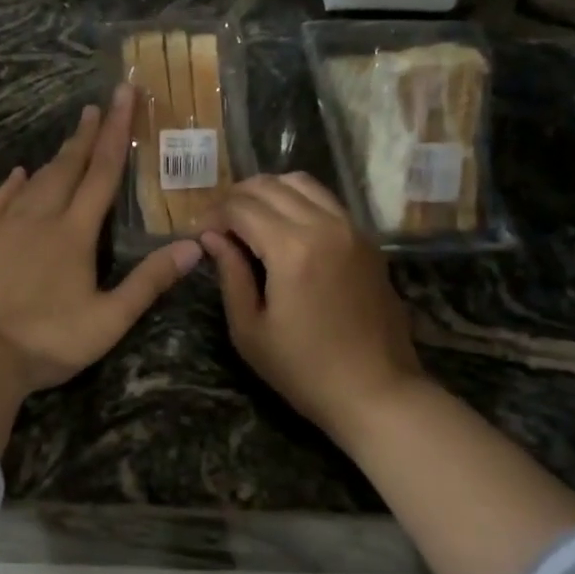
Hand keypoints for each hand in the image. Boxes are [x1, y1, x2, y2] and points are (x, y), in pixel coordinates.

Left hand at [0, 84, 203, 392]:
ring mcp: (4, 228)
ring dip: (54, 158)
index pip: (102, 174)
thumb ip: (150, 281)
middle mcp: (41, 219)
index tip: (123, 96)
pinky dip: (10, 185)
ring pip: (34, 182)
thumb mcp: (110, 319)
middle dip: (86, 135)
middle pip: (67, 168)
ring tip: (69, 138)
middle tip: (97, 105)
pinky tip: (16, 174)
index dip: (116, 133)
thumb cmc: (49, 340)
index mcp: (76, 234)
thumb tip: (194, 246)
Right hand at [202, 174, 424, 441]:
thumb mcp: (250, 329)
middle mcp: (325, 225)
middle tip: (218, 225)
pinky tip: (284, 230)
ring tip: (249, 220)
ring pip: (301, 182)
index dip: (212, 215)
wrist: (376, 391)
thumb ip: (230, 274)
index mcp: (292, 248)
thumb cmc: (303, 370)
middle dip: (236, 198)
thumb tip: (211, 237)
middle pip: (270, 185)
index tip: (198, 235)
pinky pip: (326, 201)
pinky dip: (297, 202)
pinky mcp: (367, 240)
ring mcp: (352, 229)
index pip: (240, 207)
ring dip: (268, 193)